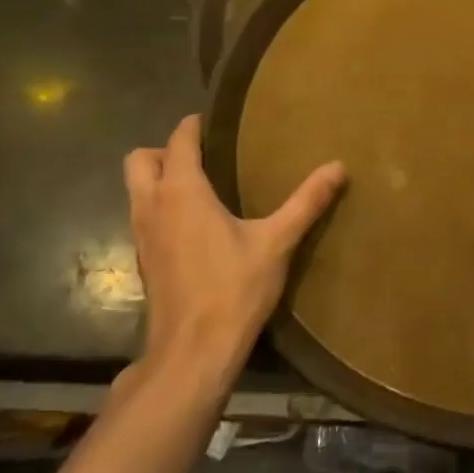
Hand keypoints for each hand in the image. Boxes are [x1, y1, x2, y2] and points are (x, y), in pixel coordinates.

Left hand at [123, 115, 344, 386]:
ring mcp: (142, 234)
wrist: (193, 351)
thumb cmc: (233, 289)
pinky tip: (194, 224)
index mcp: (181, 192)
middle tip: (204, 157)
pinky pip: (143, 215)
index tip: (218, 120)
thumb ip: (306, 202)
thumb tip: (338, 166)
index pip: (179, 140)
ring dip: (159, 179)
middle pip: (140, 159)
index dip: (195, 125)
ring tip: (202, 186)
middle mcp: (152, 205)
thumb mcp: (276, 242)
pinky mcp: (144, 259)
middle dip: (165, 150)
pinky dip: (160, 206)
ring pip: (135, 189)